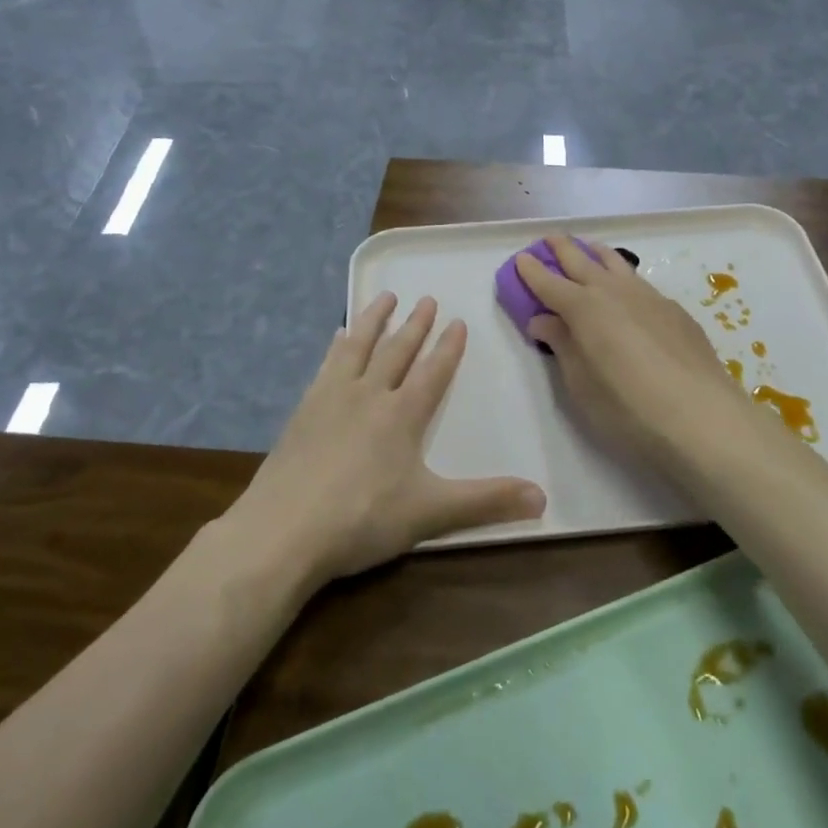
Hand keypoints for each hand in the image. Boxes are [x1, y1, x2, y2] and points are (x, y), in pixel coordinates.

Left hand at [234, 293, 545, 587]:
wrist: (283, 530)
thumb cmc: (363, 520)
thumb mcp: (431, 513)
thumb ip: (486, 502)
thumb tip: (544, 498)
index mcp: (402, 415)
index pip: (432, 372)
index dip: (448, 347)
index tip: (457, 321)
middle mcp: (369, 395)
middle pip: (397, 350)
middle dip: (415, 325)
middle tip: (426, 298)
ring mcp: (331, 399)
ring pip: (359, 346)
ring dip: (374, 319)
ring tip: (385, 296)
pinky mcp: (303, 410)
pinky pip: (326, 365)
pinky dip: (337, 346)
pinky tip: (337, 337)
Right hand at [518, 237, 766, 478]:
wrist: (702, 417)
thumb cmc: (629, 408)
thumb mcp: (582, 386)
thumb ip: (562, 346)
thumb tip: (543, 320)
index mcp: (584, 309)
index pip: (549, 283)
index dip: (532, 271)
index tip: (521, 258)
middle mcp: (614, 292)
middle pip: (582, 261)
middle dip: (562, 248)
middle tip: (549, 239)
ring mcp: (648, 297)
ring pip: (616, 264)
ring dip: (596, 253)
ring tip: (588, 248)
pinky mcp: (674, 310)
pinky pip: (639, 282)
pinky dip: (623, 276)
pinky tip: (627, 289)